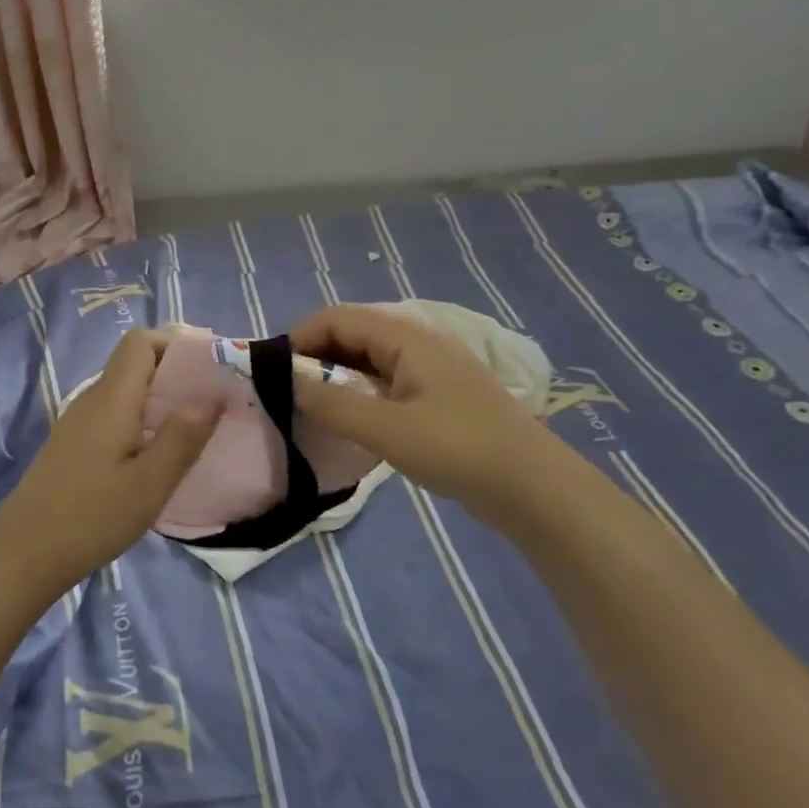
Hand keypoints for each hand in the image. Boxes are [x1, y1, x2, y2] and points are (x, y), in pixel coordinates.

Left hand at [0, 329, 219, 593]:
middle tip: (214, 397)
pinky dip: (143, 417)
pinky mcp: (76, 443)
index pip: (141, 341)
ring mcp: (81, 421)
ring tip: (196, 424)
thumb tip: (213, 393)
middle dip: (176, 370)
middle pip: (135, 362)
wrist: (24, 553)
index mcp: (112, 398)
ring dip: (161, 396)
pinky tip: (159, 451)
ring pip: (126, 389)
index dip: (176, 343)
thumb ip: (182, 437)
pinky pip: (116, 412)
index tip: (211, 366)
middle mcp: (94, 399)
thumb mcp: (149, 484)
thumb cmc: (91, 517)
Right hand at [289, 304, 563, 531]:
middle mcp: (416, 342)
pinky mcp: (437, 396)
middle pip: (351, 334)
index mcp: (405, 337)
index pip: (337, 318)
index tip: (274, 372)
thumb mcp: (386, 429)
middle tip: (289, 393)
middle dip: (315, 357)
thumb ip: (331, 404)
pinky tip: (350, 419)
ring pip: (367, 358)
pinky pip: (384, 380)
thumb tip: (286, 382)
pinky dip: (358, 391)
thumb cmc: (458, 449)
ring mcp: (429, 369)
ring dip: (336, 376)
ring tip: (312, 408)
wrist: (535, 489)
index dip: (300, 337)